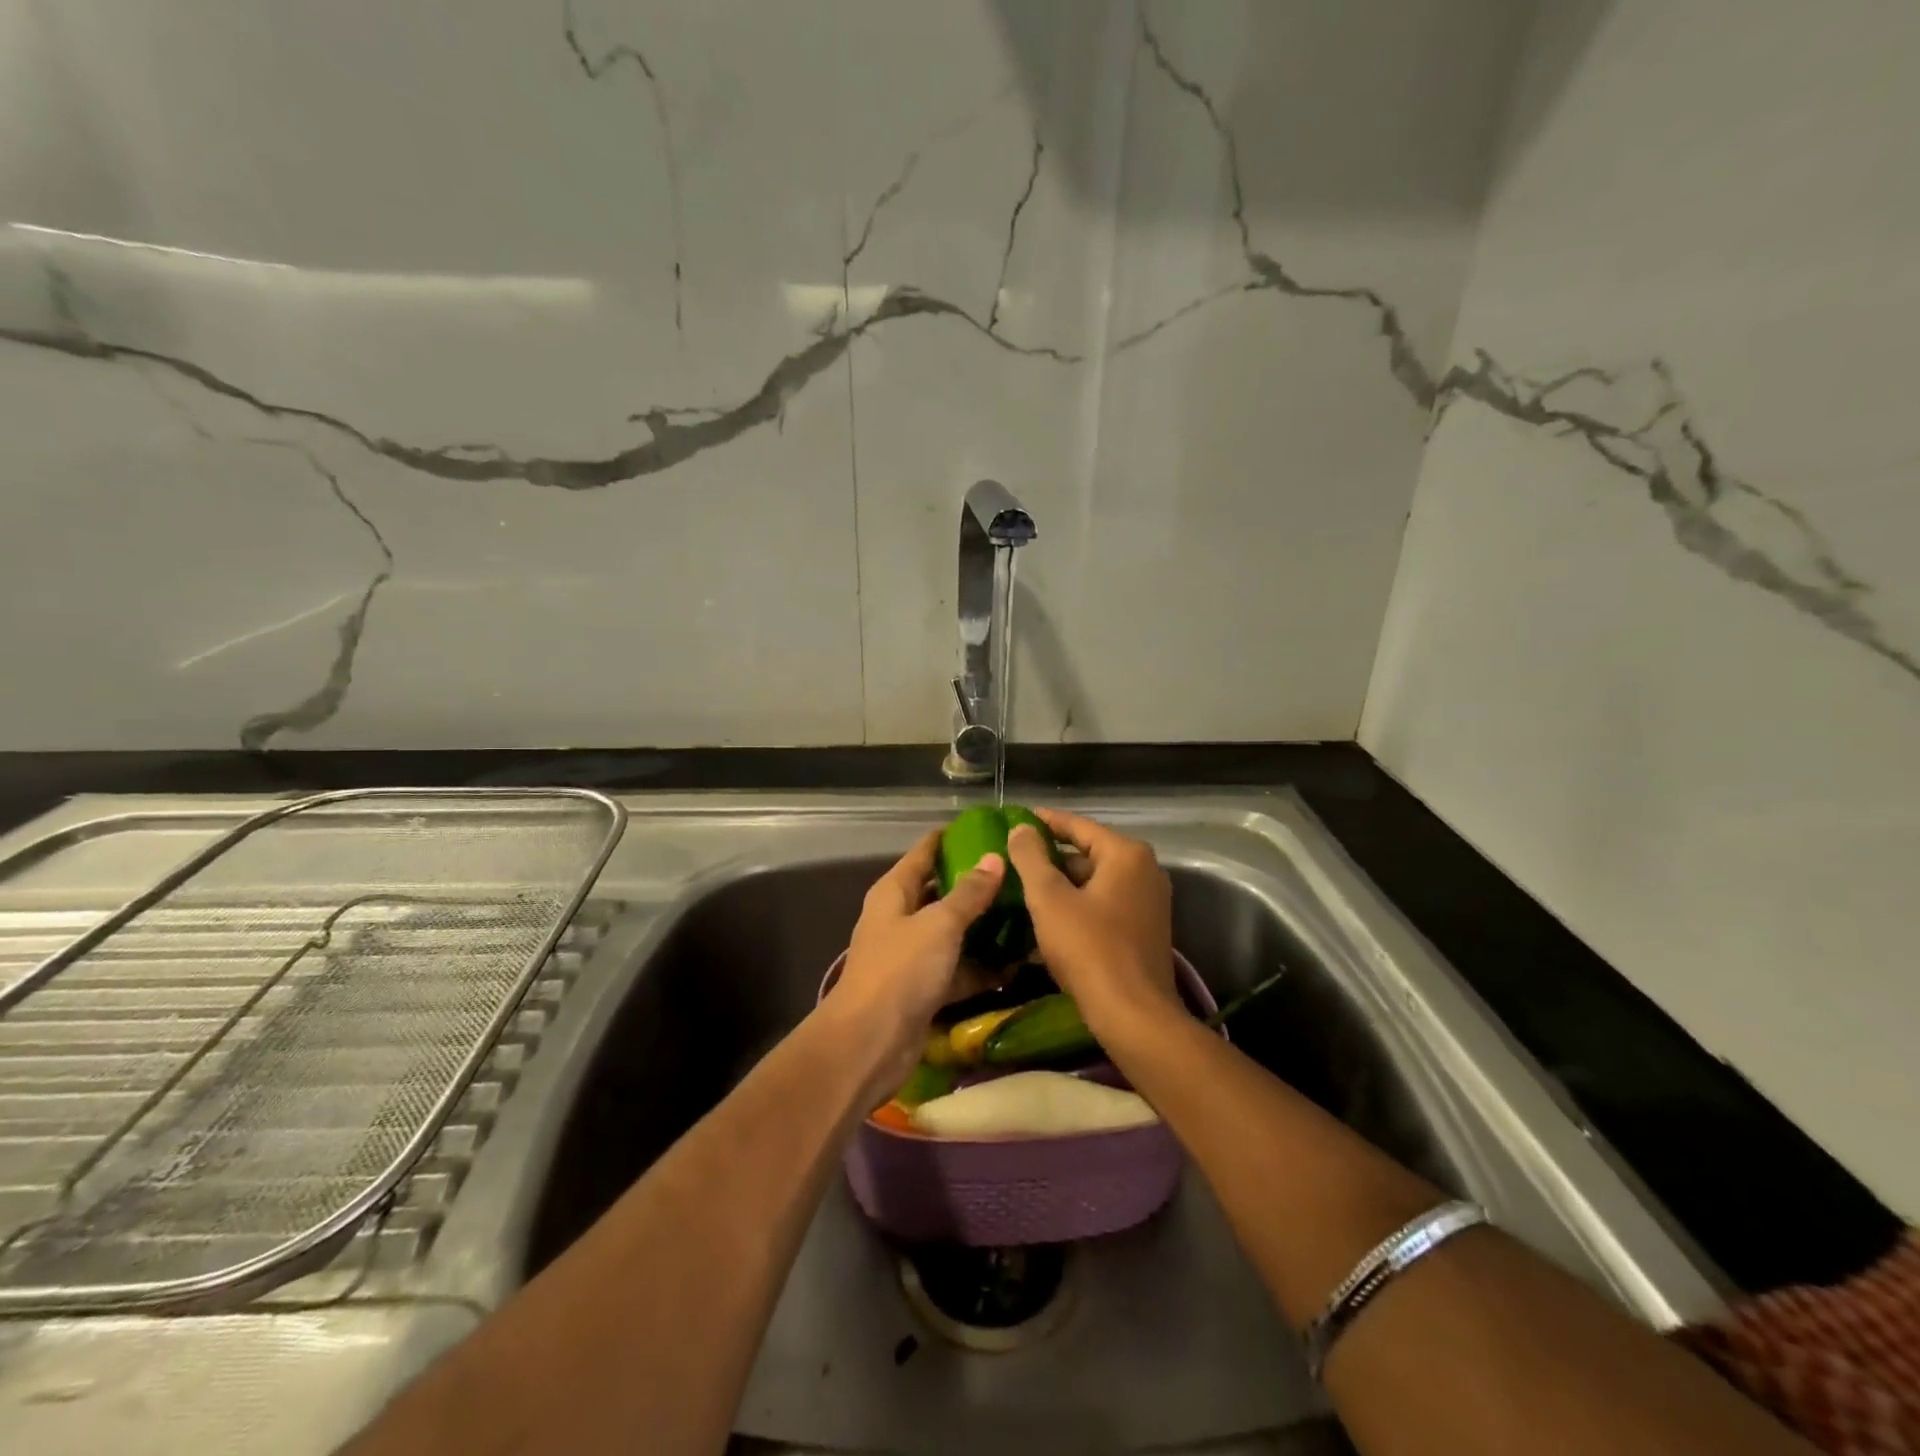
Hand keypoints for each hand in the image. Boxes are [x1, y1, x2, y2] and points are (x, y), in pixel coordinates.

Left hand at [831, 830, 1004, 1092]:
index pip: (924, 852)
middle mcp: (901, 918)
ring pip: (954, 932)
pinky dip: (982, 968)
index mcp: (895, 892)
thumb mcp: (939, 924)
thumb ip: (969, 893)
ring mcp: (912, 955)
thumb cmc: (900, 970)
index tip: (988, 827)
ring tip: (1027, 915)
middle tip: (1019, 874)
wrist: (869, 1043)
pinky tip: (1017, 964)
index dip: (952, 838)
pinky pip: (959, 969)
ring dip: (985, 928)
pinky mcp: (925, 988)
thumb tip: (994, 858)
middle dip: (977, 884)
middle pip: (941, 892)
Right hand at [1005, 809, 1176, 1030]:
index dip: (1044, 822)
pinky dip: (1077, 907)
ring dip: (1061, 886)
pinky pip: (1104, 906)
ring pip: (1094, 883)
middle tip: (1013, 860)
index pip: (1078, 825)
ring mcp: (1148, 902)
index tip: (1016, 819)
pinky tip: (1046, 920)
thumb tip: (1021, 828)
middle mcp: (1145, 871)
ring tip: (1022, 890)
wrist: (1133, 1015)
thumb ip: (1031, 857)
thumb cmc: (1089, 948)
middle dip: (1050, 859)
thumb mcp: (1049, 899)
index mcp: (1126, 855)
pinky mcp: (1144, 930)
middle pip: (1088, 854)